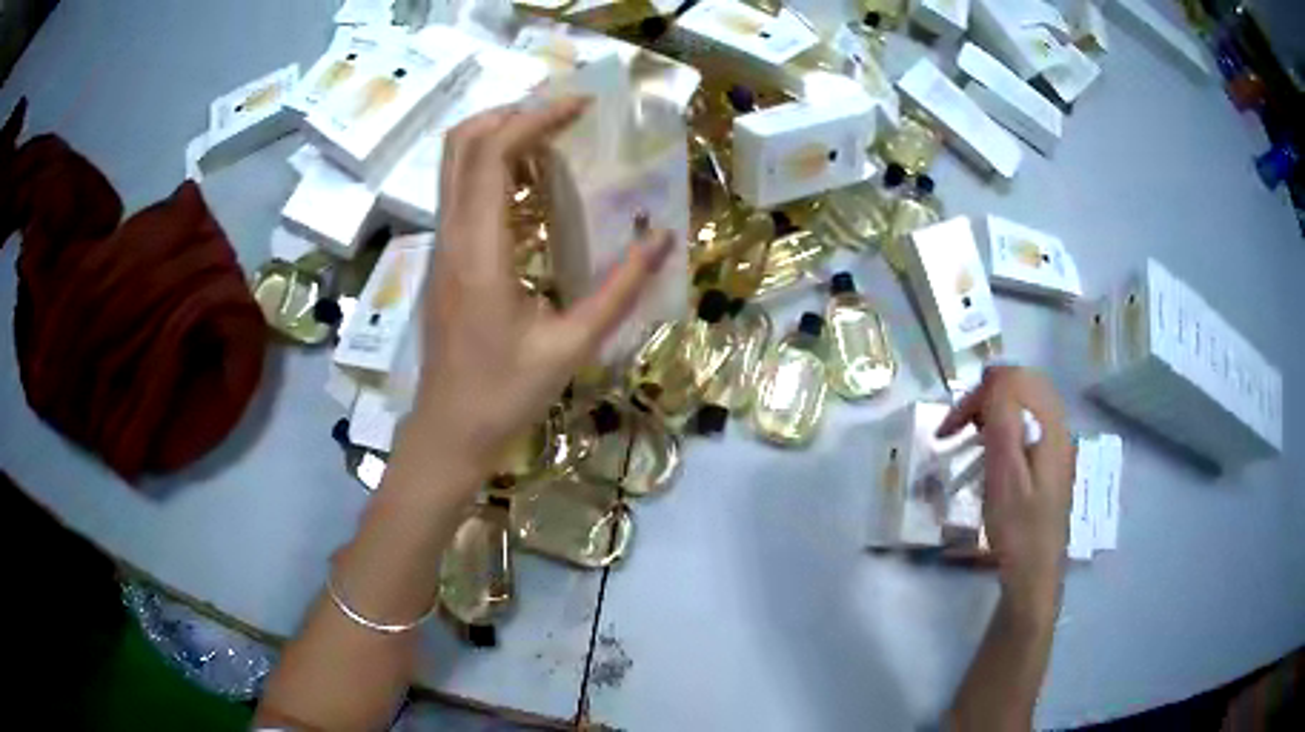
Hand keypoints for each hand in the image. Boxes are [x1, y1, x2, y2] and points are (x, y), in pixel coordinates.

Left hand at [409, 99, 673, 478]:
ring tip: (554, 138)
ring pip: (454, 163)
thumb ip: (620, 289)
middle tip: (564, 115)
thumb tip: (663, 239)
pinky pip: (461, 190)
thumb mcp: (571, 346)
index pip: (493, 155)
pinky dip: (493, 167)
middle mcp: (452, 236)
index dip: (535, 118)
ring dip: (499, 136)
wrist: (448, 431)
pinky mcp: (444, 257)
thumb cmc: (504, 396)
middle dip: (511, 113)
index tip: (581, 106)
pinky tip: (534, 185)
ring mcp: (442, 245)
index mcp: (480, 252)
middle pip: (461, 143)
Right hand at [938, 367, 1075, 614]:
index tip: (950, 430)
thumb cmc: (1017, 528)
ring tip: (971, 438)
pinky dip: (1006, 424)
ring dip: (995, 409)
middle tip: (959, 429)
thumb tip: (993, 378)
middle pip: (1022, 383)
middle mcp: (1058, 425)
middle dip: (986, 396)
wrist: (1035, 571)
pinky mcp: (1052, 458)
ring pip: (1027, 400)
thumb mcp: (1004, 476)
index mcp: (1049, 426)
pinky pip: (1030, 421)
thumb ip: (1002, 422)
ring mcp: (1058, 441)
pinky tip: (993, 452)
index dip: (978, 395)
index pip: (1013, 379)